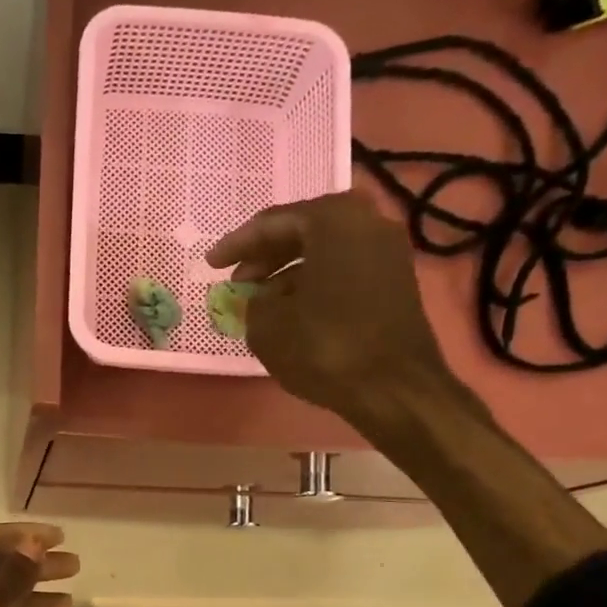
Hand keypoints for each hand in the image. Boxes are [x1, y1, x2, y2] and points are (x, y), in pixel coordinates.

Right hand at [207, 192, 458, 433]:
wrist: (393, 387)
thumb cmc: (325, 347)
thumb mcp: (268, 325)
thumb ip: (253, 301)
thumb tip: (256, 297)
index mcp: (333, 219)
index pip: (273, 222)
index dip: (237, 244)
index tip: (211, 264)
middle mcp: (366, 222)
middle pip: (303, 231)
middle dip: (265, 255)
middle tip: (236, 278)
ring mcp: (386, 251)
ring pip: (324, 251)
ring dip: (287, 271)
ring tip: (259, 299)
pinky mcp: (394, 281)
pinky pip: (342, 269)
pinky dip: (313, 282)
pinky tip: (292, 310)